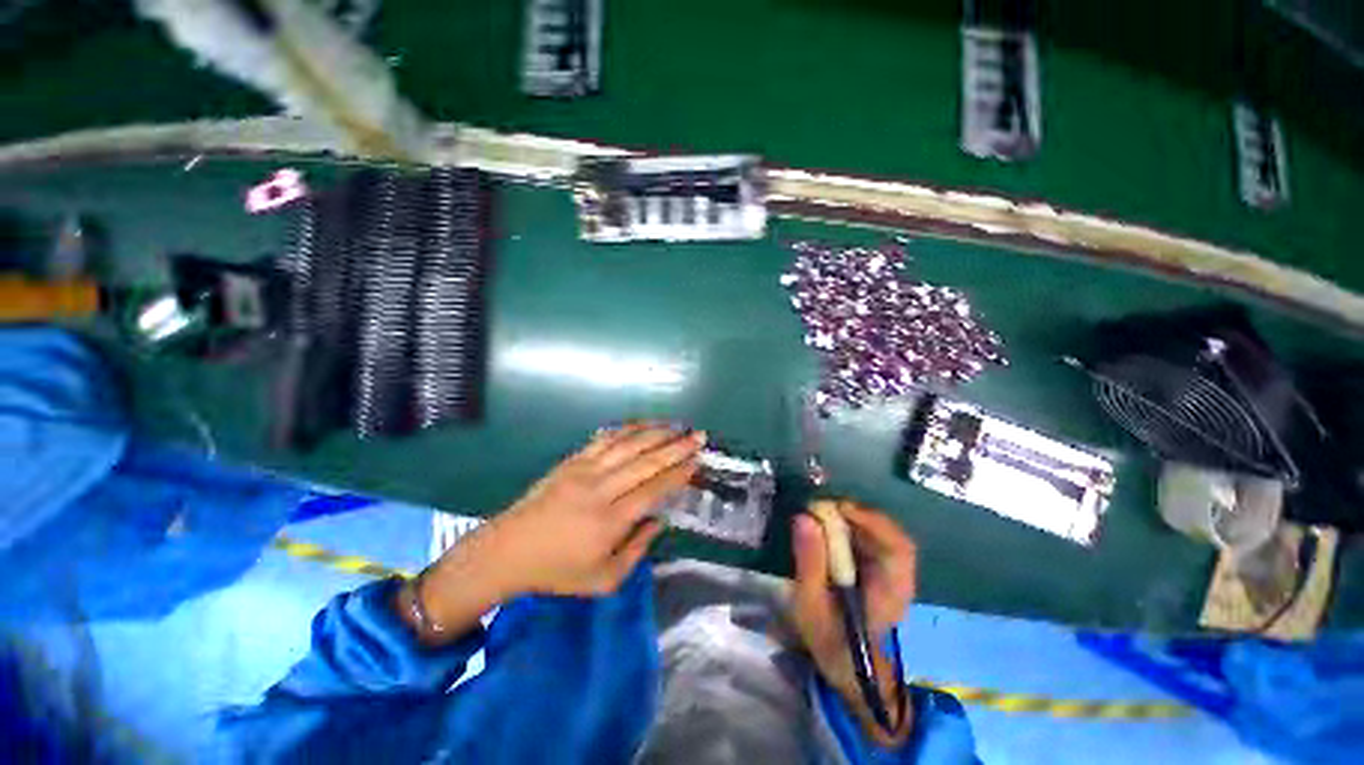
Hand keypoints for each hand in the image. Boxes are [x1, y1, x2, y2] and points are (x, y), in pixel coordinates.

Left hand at [485, 423, 703, 595]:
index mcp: (610, 521)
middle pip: (646, 461)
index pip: (654, 489)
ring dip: (656, 432)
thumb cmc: (557, 571)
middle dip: (677, 447)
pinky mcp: (572, 460)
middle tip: (699, 436)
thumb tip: (659, 520)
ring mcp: (585, 470)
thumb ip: (637, 551)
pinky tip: (643, 424)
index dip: (678, 474)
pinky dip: (628, 429)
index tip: (696, 462)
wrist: (508, 550)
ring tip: (678, 426)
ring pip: (628, 444)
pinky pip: (605, 439)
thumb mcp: (603, 580)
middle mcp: (601, 489)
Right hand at [790, 501, 917, 742]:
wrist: (850, 669)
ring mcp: (894, 574)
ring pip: (882, 533)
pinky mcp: (883, 570)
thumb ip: (809, 561)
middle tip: (820, 508)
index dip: (871, 521)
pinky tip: (830, 529)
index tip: (836, 508)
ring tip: (821, 515)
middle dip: (856, 515)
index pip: (897, 547)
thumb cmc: (830, 640)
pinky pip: (873, 539)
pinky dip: (852, 527)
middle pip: (891, 534)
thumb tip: (803, 517)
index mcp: (890, 592)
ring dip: (852, 519)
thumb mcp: (811, 604)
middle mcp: (900, 578)